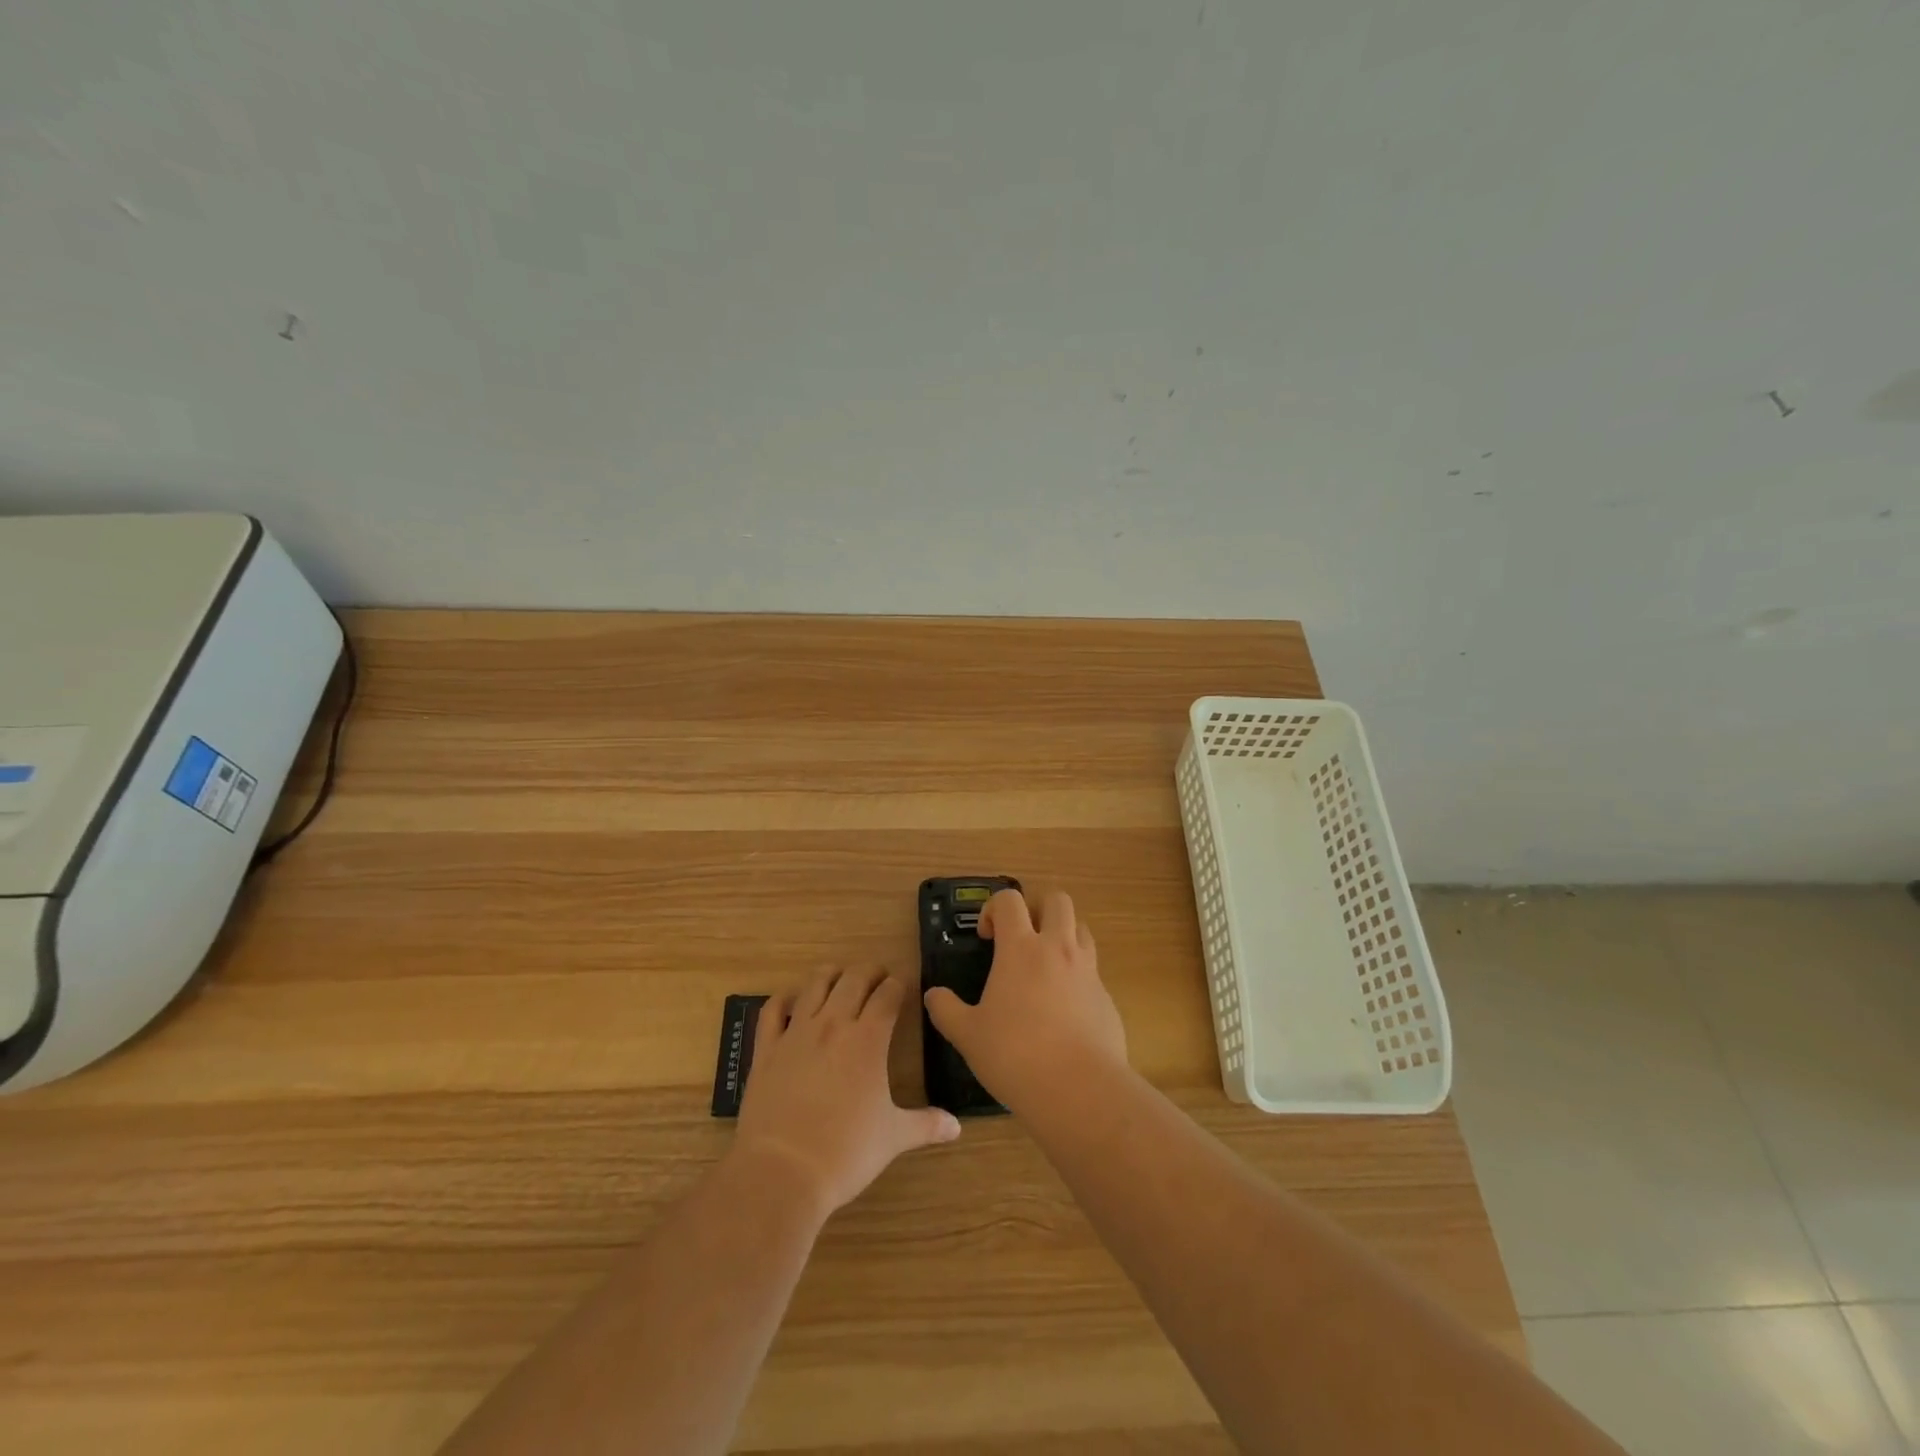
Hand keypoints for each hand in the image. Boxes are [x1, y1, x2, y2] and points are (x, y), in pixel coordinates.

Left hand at [734, 966, 960, 1218]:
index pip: (888, 994)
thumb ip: (926, 1125)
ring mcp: (796, 1033)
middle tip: (879, 977)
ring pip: (815, 984)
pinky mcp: (766, 1048)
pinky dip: (784, 997)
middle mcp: (833, 1024)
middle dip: (870, 971)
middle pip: (854, 979)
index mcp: (868, 1039)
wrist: (782, 1172)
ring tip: (841, 977)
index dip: (899, 984)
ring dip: (832, 974)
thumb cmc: (846, 1153)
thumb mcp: (893, 1138)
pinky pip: (773, 1009)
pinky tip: (792, 998)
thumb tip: (957, 1126)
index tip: (905, 983)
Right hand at [922, 888, 1127, 1114]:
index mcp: (1021, 948)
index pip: (1010, 900)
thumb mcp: (968, 1035)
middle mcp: (1058, 949)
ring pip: (1082, 929)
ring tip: (1045, 967)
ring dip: (1063, 935)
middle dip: (1037, 909)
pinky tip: (1064, 1010)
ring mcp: (1088, 971)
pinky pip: (1093, 970)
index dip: (994, 908)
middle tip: (1022, 938)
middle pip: (1057, 900)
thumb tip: (933, 995)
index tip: (986, 937)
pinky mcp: (1107, 998)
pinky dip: (1078, 976)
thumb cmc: (1015, 1055)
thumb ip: (946, 1010)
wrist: (1080, 1090)